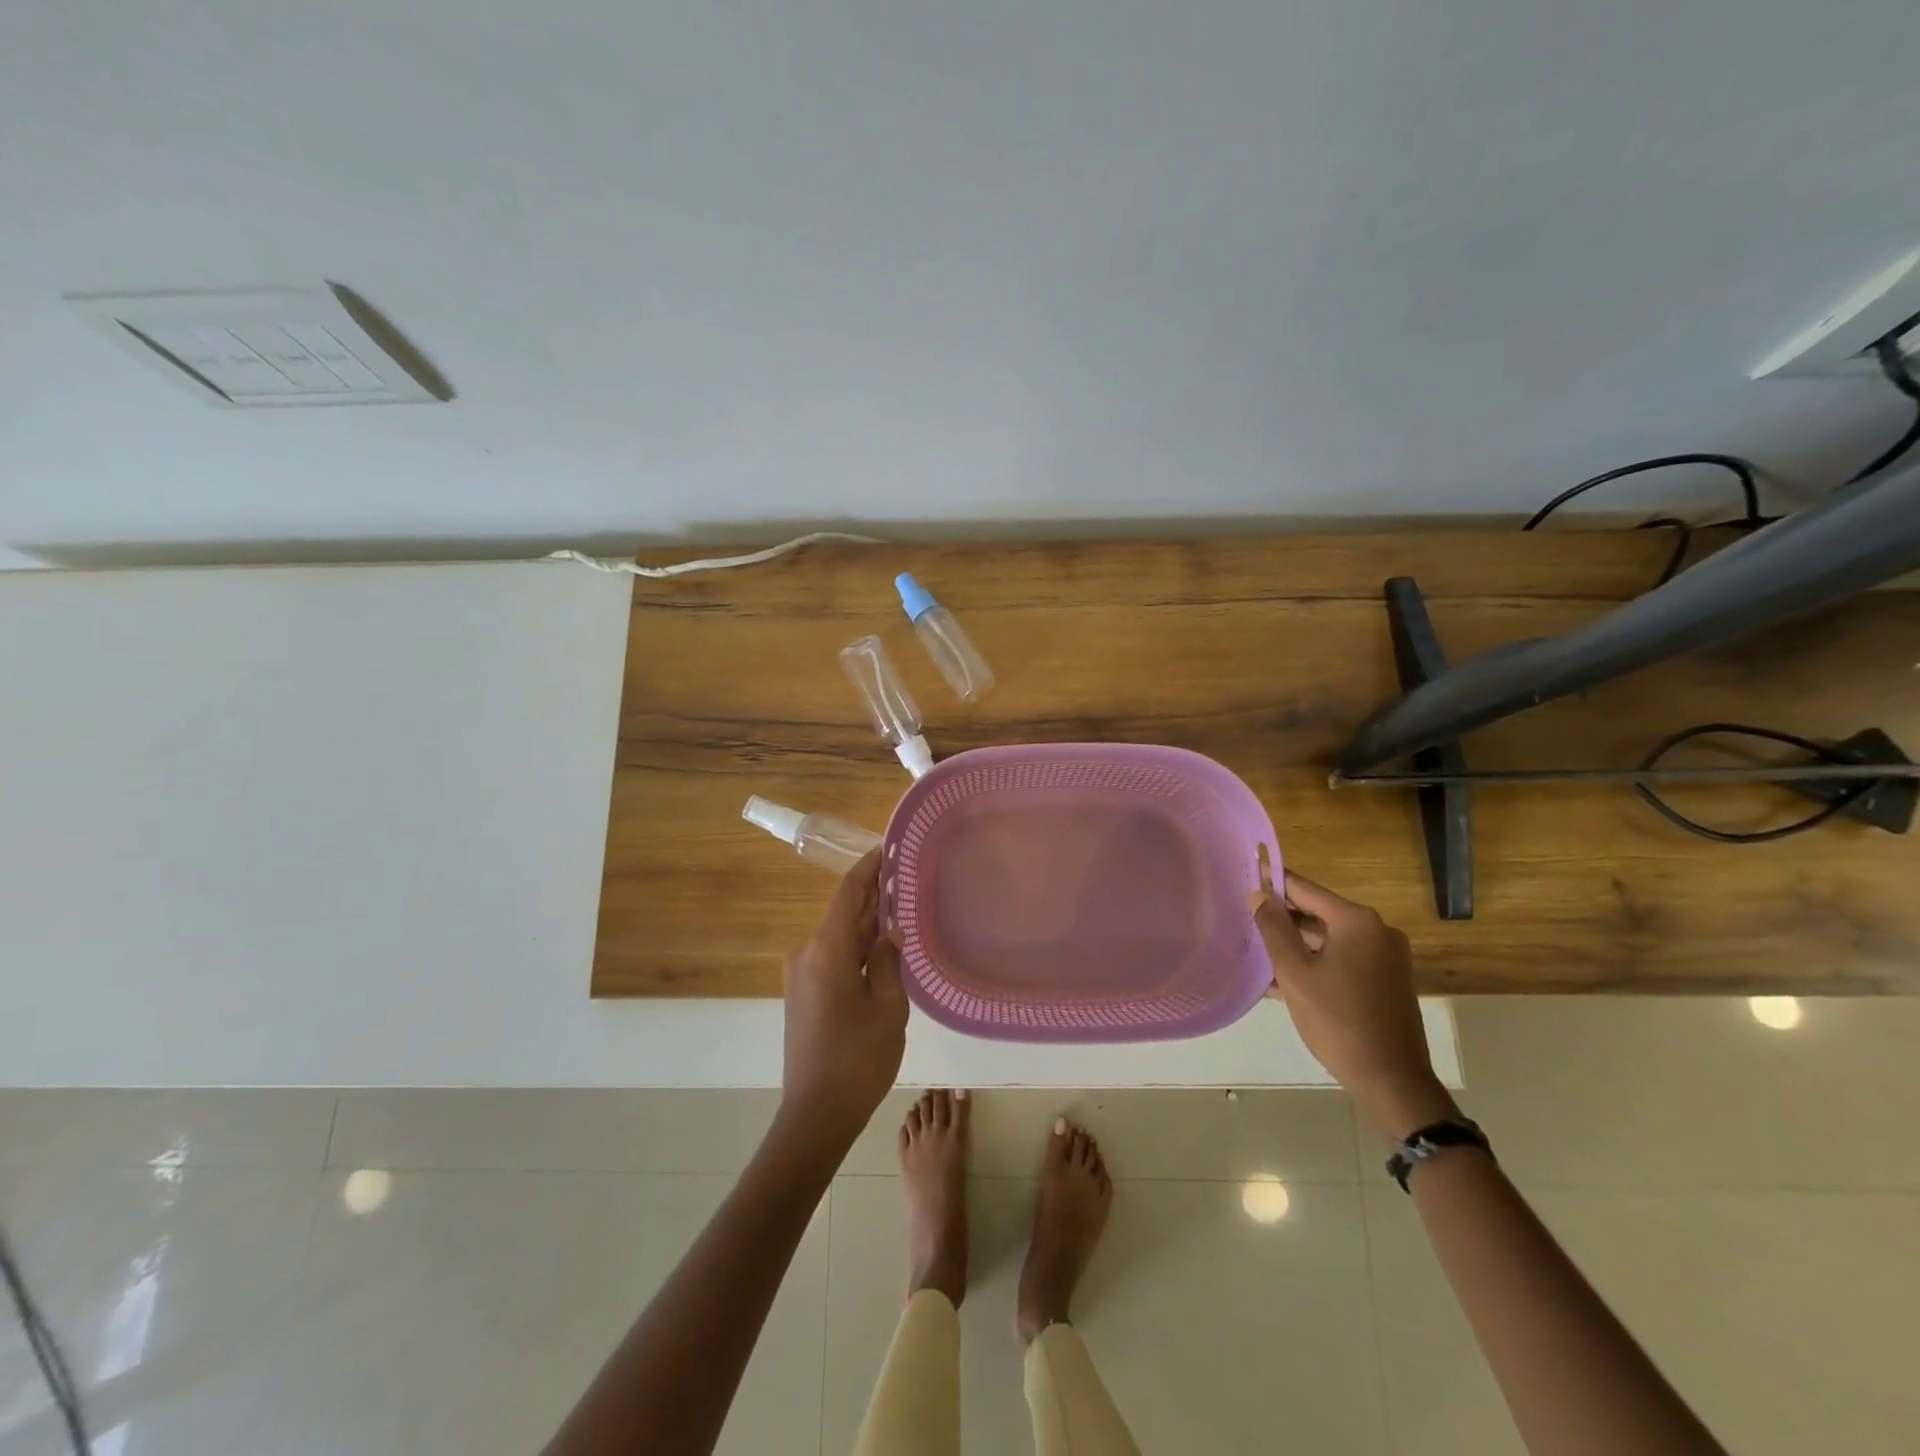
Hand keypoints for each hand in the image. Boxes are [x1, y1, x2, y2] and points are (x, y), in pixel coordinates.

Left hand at [779, 849, 908, 1149]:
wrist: (816, 1114)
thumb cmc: (858, 1058)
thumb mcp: (888, 1006)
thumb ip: (888, 961)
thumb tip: (889, 932)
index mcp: (826, 950)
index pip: (848, 893)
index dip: (868, 867)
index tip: (888, 847)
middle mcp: (807, 953)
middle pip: (843, 913)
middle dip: (871, 895)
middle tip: (903, 877)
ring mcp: (801, 975)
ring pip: (838, 937)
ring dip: (864, 924)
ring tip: (898, 908)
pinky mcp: (802, 994)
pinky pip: (831, 957)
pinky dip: (855, 948)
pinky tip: (880, 948)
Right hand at [1253, 871, 1456, 1142]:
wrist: (1392, 1081)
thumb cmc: (1337, 1021)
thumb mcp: (1295, 972)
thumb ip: (1274, 928)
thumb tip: (1259, 895)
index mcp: (1357, 921)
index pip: (1305, 889)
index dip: (1273, 884)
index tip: (1246, 881)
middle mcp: (1378, 930)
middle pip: (1319, 913)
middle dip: (1284, 920)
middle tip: (1248, 924)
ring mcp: (1387, 956)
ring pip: (1331, 938)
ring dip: (1298, 945)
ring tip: (1261, 955)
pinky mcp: (1388, 980)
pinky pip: (1345, 958)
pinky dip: (1318, 962)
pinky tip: (1288, 979)